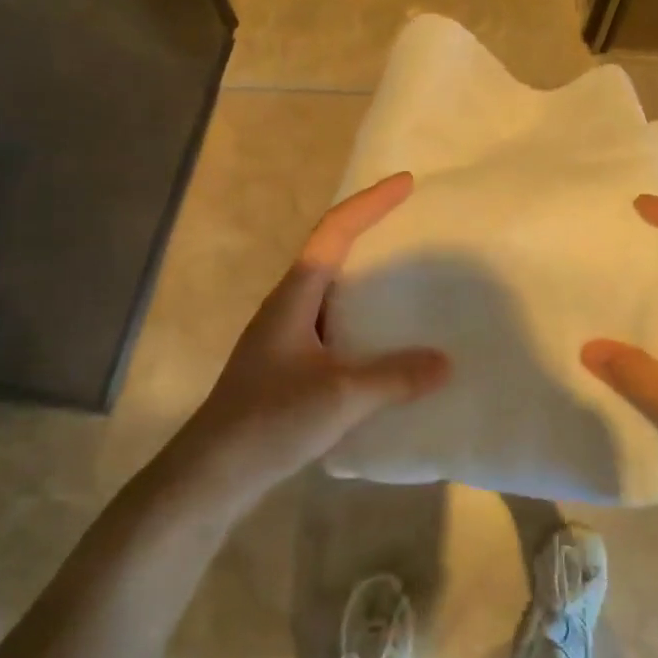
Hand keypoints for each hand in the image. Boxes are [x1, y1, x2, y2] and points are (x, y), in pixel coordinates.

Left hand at [159, 173, 449, 514]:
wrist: (211, 474)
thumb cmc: (270, 420)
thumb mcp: (341, 395)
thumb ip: (395, 376)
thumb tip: (446, 362)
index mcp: (295, 296)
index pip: (335, 232)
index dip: (370, 203)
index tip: (407, 183)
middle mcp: (289, 307)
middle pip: (332, 253)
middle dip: (370, 233)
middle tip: (413, 227)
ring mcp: (286, 338)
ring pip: (333, 293)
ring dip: (367, 280)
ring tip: (410, 282)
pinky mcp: (288, 368)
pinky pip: (334, 328)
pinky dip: (363, 323)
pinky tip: (386, 346)